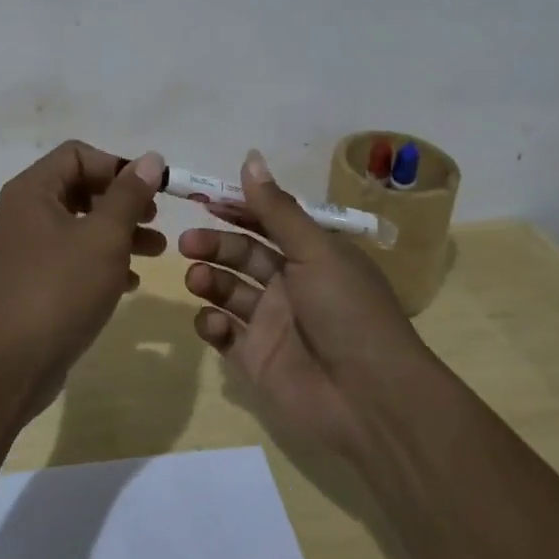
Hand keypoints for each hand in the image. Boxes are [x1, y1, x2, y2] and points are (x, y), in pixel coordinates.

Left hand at [0, 141, 165, 415]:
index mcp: (34, 190)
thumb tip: (149, 158)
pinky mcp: (36, 280)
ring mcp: (29, 248)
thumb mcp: (104, 237)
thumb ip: (129, 195)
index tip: (150, 191)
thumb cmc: (60, 288)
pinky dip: (104, 261)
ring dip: (120, 232)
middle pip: (81, 187)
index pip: (78, 154)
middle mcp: (27, 211)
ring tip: (157, 251)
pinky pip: (75, 257)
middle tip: (155, 220)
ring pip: (82, 225)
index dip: (117, 166)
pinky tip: (131, 281)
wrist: (10, 363)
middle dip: (123, 202)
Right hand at [179, 150, 426, 454]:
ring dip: (209, 280)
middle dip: (215, 244)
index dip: (237, 209)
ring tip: (197, 279)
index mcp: (312, 255)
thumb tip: (250, 158)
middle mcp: (291, 285)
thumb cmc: (348, 312)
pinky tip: (210, 321)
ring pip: (229, 291)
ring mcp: (272, 323)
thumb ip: (277, 209)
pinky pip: (224, 334)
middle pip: (243, 254)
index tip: (203, 199)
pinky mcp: (256, 359)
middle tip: (187, 243)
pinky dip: (211, 324)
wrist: (372, 400)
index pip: (268, 222)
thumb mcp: (315, 252)